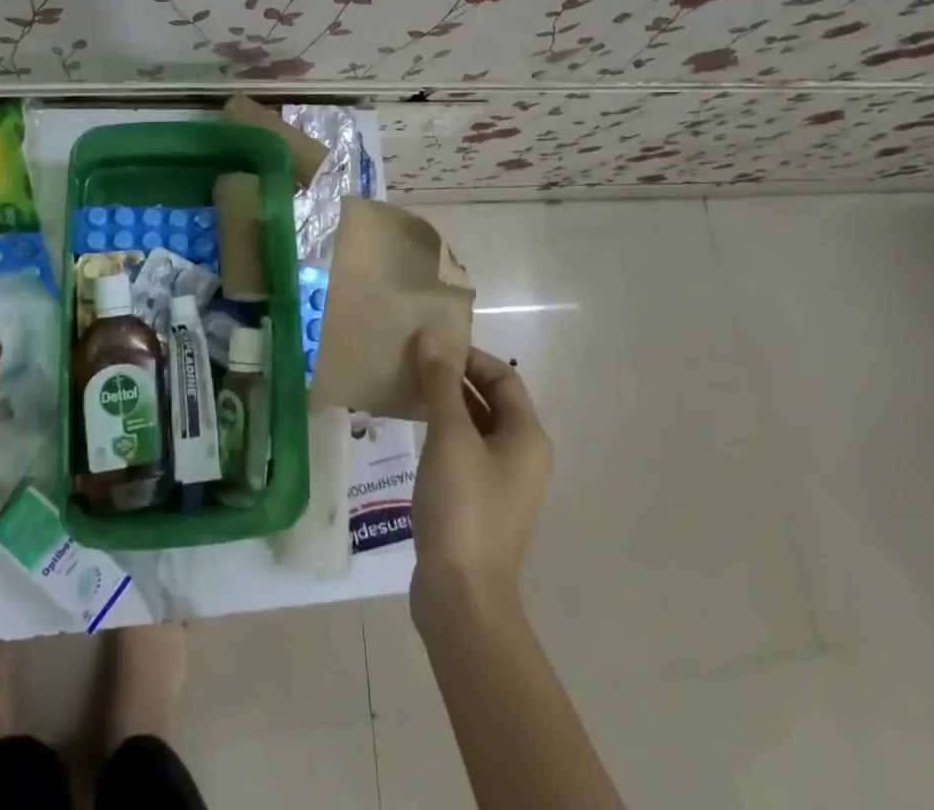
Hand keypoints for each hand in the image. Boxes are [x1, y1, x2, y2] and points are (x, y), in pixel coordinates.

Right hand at [408, 332, 552, 632]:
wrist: (463, 597)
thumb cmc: (463, 507)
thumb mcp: (450, 437)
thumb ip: (441, 384)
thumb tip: (432, 336)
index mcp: (527, 438)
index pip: (503, 378)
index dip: (469, 356)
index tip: (430, 347)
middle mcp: (522, 458)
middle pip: (491, 401)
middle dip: (455, 378)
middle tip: (413, 364)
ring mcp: (501, 485)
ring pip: (475, 428)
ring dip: (445, 406)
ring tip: (407, 391)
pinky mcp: (479, 505)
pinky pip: (463, 454)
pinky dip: (441, 435)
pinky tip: (411, 433)